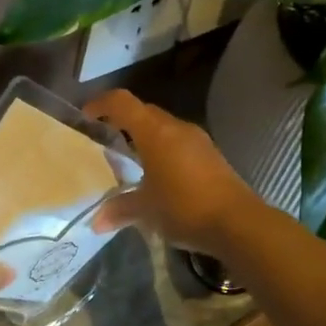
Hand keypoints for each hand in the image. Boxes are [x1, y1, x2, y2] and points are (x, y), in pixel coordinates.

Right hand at [85, 91, 260, 255]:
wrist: (238, 222)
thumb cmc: (184, 207)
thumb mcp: (146, 210)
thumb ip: (119, 210)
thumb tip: (96, 222)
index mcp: (154, 132)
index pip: (122, 102)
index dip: (101, 103)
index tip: (87, 115)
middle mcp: (176, 127)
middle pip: (144, 111)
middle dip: (124, 121)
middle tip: (107, 138)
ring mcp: (198, 140)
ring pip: (164, 127)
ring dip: (146, 136)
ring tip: (133, 159)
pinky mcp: (212, 155)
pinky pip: (180, 142)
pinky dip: (164, 150)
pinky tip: (161, 175)